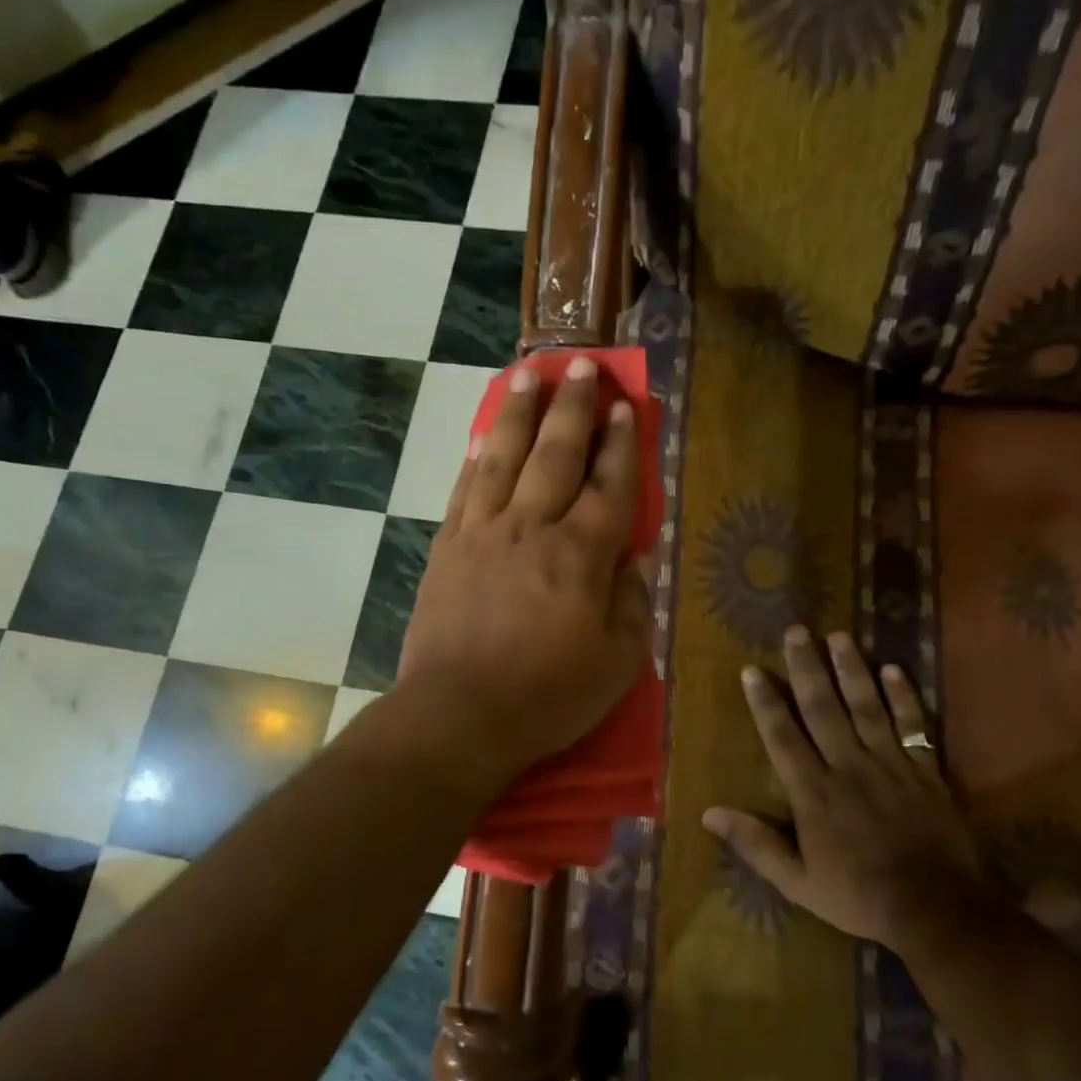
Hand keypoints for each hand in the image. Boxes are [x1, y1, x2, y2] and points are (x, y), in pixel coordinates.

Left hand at [400, 356, 650, 788]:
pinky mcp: (446, 550)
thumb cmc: (547, 697)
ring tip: (528, 375)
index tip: (625, 407)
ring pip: (503, 458)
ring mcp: (482, 534)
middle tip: (580, 365)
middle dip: (572, 407)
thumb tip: (634, 560)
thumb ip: (631, 604)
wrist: (457, 716)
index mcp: (580, 556)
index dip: (620, 444)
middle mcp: (531, 529)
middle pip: (555, 455)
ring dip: (519, 414)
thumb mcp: (617, 664)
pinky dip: (476, 459)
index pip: (608, 486)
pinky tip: (481, 438)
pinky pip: (464, 490)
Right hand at [703, 628, 983, 946]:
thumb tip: (709, 813)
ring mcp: (889, 764)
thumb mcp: (797, 881)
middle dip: (807, 668)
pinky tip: (894, 669)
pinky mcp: (924, 770)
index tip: (752, 670)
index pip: (783, 737)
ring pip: (866, 706)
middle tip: (797, 631)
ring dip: (851, 669)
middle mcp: (848, 766)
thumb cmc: (858, 895)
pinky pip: (912, 725)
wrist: (935, 908)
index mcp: (814, 792)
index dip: (765, 702)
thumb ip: (755, 844)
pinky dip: (904, 696)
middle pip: (823, 708)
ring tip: (839, 635)